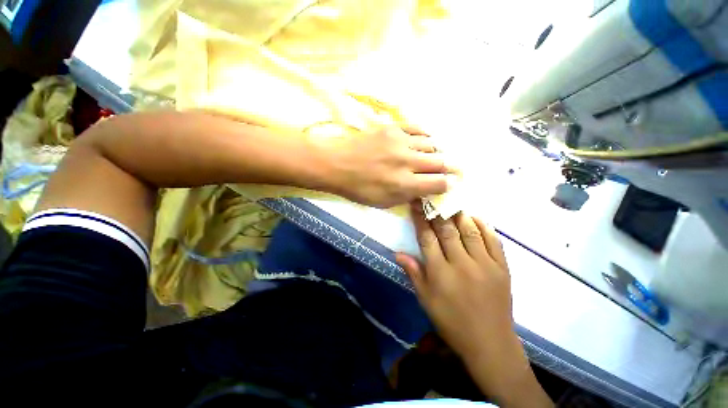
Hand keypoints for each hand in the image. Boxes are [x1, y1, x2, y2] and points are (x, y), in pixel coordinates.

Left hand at [320, 126, 455, 207]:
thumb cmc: (358, 188)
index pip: (439, 183)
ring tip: (431, 156)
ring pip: (432, 144)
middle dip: (448, 168)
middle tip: (449, 169)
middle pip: (441, 162)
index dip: (448, 185)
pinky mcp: (392, 128)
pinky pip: (418, 129)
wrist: (336, 164)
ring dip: (435, 152)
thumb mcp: (383, 202)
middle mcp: (406, 161)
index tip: (449, 184)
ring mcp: (400, 142)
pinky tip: (422, 142)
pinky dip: (424, 136)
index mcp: (403, 184)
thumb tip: (425, 189)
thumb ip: (408, 196)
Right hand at [396, 203, 513, 358]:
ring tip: (452, 203)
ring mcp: (485, 264)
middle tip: (432, 198)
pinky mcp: (502, 268)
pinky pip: (494, 241)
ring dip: (460, 215)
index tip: (416, 205)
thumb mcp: (426, 300)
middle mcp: (462, 264)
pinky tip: (476, 218)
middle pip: (447, 231)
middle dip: (437, 212)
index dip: (420, 219)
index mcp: (441, 273)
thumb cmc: (452, 322)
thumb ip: (414, 273)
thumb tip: (398, 253)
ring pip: (470, 231)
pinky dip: (484, 226)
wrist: (490, 343)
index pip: (427, 238)